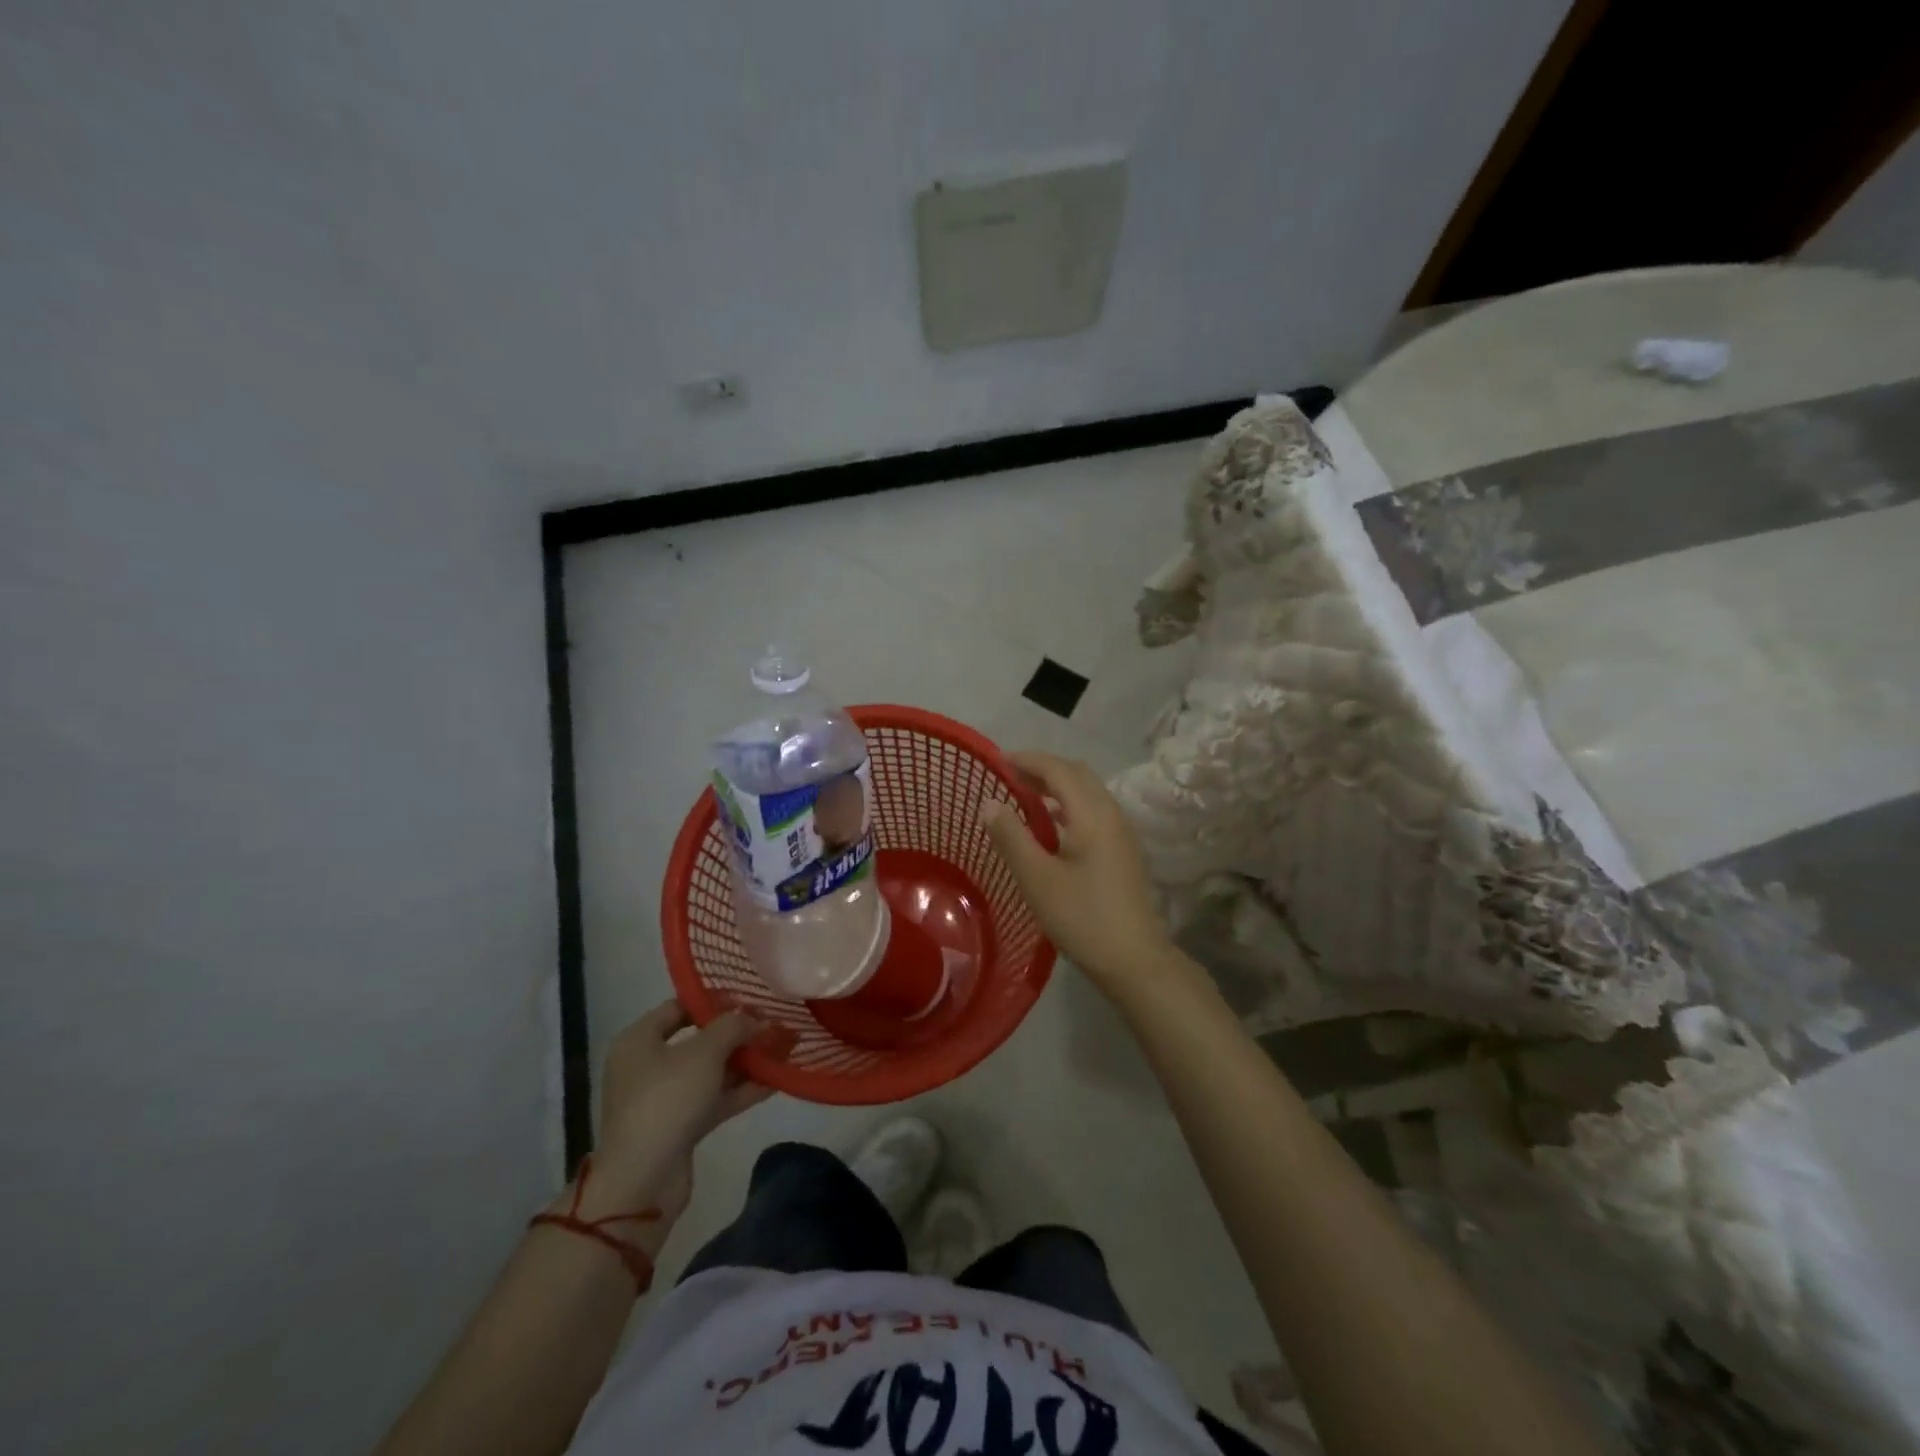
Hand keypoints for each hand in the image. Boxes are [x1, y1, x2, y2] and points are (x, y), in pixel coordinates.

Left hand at [586, 1000, 775, 1220]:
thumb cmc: (667, 1100)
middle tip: (773, 1024)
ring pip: (711, 1071)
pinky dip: (742, 1089)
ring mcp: (664, 1098)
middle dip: (738, 1033)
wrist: (644, 1180)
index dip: (714, 1001)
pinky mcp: (680, 1126)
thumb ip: (733, 1027)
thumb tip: (755, 1018)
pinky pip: (715, 1098)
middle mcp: (648, 1065)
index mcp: (639, 1040)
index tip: (749, 999)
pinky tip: (777, 1080)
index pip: (678, 1007)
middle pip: (699, 1040)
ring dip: (745, 1062)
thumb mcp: (705, 1052)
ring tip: (784, 1049)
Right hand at [981, 752, 1176, 992]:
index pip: (1059, 770)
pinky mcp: (1123, 851)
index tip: (998, 760)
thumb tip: (989, 802)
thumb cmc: (1081, 917)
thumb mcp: (1036, 878)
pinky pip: (1094, 811)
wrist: (1134, 960)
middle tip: (1009, 775)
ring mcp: (1122, 833)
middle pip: (1078, 775)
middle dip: (1043, 768)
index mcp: (1092, 815)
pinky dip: (1069, 805)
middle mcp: (1112, 814)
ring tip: (1024, 795)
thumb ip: (1011, 836)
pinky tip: (1051, 826)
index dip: (1028, 760)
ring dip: (1057, 787)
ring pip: (1088, 793)